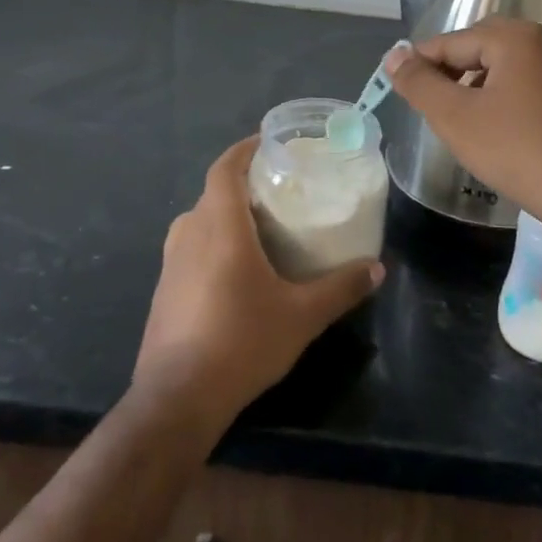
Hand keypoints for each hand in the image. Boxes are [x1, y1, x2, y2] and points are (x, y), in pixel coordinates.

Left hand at [134, 137, 382, 437]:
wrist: (177, 399)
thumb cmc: (242, 342)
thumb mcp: (302, 315)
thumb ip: (341, 288)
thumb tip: (378, 269)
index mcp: (220, 227)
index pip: (225, 168)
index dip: (244, 150)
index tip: (269, 142)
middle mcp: (190, 234)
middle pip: (214, 192)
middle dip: (244, 184)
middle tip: (280, 189)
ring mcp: (171, 263)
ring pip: (200, 221)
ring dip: (227, 214)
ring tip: (263, 225)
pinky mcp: (164, 289)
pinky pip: (191, 247)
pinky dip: (213, 241)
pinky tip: (237, 269)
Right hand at [385, 19, 541, 224]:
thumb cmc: (515, 150)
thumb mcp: (455, 117)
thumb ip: (419, 83)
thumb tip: (394, 57)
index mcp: (516, 38)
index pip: (454, 41)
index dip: (422, 61)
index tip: (402, 84)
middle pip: (486, 45)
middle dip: (456, 67)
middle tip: (435, 99)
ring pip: (513, 63)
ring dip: (484, 80)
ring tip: (468, 114)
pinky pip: (538, 81)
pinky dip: (514, 93)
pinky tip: (506, 124)